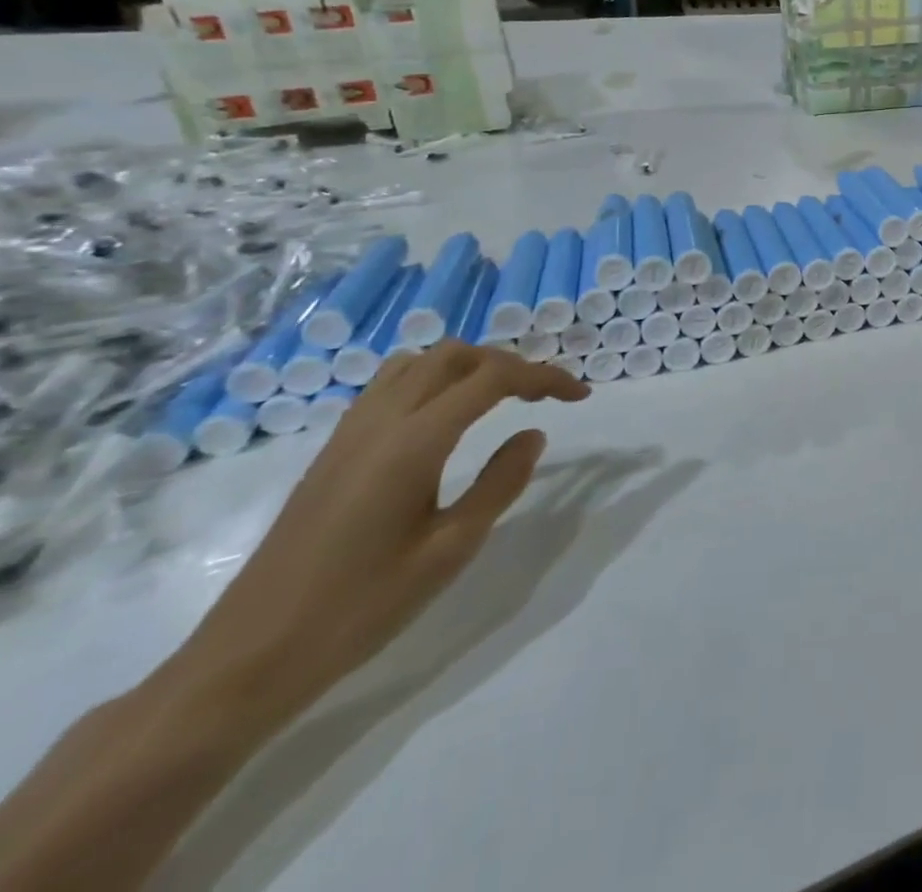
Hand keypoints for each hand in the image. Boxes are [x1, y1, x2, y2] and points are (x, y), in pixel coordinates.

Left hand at [162, 342, 588, 725]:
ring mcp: (349, 434)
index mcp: (414, 442)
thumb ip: (500, 483)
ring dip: (467, 366)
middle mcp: (380, 422)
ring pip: (417, 363)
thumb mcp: (450, 550)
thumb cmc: (361, 608)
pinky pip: (390, 386)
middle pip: (454, 355)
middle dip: (509, 364)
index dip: (544, 376)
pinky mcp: (332, 451)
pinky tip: (446, 420)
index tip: (580, 395)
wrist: (249, 658)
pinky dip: (432, 381)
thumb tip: (533, 434)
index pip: (492, 378)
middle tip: (544, 396)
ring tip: (499, 398)